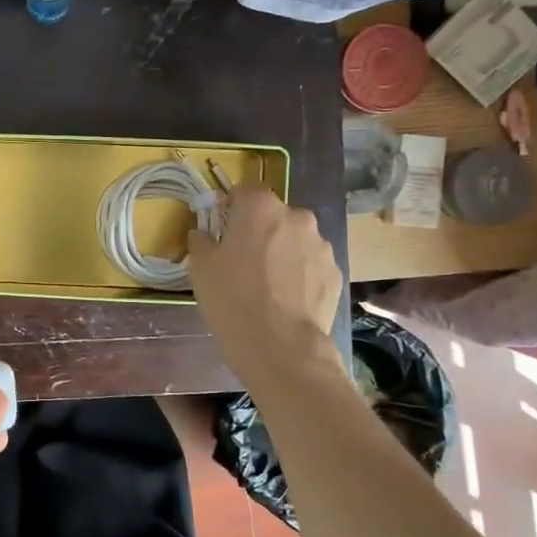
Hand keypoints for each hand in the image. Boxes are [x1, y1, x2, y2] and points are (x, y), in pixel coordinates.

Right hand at [187, 185, 342, 389]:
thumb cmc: (233, 300)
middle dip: (259, 230)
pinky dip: (299, 274)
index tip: (221, 228)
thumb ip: (201, 240)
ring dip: (281, 251)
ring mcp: (321, 245)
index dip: (231, 206)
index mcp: (260, 207)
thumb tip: (204, 233)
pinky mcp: (335, 272)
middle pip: (273, 214)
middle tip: (242, 260)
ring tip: (267, 284)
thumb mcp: (200, 268)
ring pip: (294, 239)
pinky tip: (286, 300)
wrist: (281, 347)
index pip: (245, 189)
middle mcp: (297, 216)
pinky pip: (310, 264)